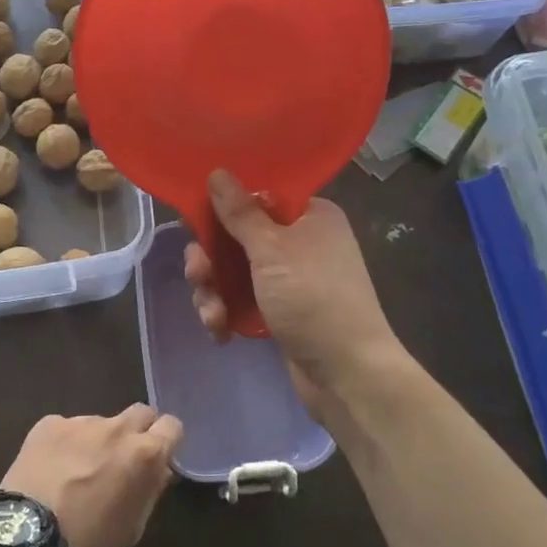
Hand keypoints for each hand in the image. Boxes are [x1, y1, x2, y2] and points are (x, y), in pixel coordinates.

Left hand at [0, 405, 182, 546]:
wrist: (25, 544)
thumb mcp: (132, 529)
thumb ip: (150, 491)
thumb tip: (159, 470)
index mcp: (143, 455)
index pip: (172, 426)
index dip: (167, 441)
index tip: (158, 458)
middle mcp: (116, 429)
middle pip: (139, 413)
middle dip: (137, 432)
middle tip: (121, 462)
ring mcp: (79, 422)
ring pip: (100, 422)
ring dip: (97, 441)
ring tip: (75, 473)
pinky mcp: (48, 424)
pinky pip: (66, 428)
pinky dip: (65, 444)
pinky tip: (50, 470)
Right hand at [184, 170, 399, 416]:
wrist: (348, 375)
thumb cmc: (313, 299)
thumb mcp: (272, 250)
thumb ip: (240, 212)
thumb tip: (217, 172)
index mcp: (309, 216)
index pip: (257, 197)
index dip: (224, 209)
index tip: (197, 222)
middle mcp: (301, 242)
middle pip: (237, 237)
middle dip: (211, 259)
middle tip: (198, 274)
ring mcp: (290, 280)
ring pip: (233, 272)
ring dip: (214, 291)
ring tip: (212, 315)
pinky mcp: (281, 312)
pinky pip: (242, 301)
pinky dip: (227, 313)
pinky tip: (220, 331)